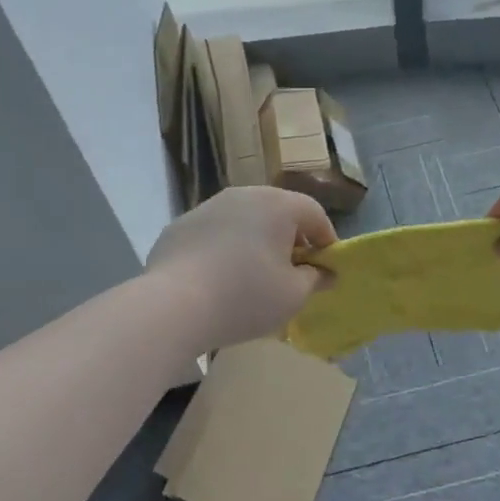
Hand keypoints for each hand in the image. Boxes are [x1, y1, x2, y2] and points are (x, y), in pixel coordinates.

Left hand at [146, 187, 336, 354]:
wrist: (172, 305)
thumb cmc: (245, 297)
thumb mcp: (293, 295)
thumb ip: (316, 279)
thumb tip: (325, 272)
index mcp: (277, 205)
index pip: (314, 214)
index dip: (326, 240)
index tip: (327, 267)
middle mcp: (244, 194)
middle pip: (278, 212)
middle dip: (291, 239)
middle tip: (293, 271)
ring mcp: (208, 207)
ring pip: (244, 220)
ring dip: (256, 241)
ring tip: (254, 276)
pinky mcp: (180, 226)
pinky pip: (214, 233)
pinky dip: (224, 249)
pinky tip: (218, 279)